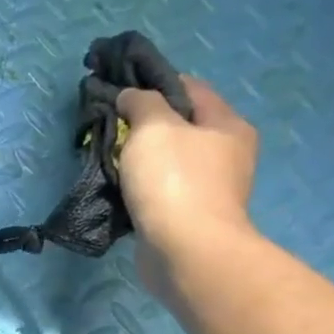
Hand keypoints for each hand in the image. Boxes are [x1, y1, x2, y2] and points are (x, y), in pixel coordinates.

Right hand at [116, 77, 259, 297]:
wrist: (186, 251)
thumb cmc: (174, 181)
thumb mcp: (153, 127)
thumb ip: (140, 103)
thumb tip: (130, 96)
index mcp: (226, 124)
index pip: (189, 87)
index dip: (154, 82)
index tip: (119, 87)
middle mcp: (226, 153)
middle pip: (180, 124)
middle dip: (143, 122)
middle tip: (108, 123)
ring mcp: (209, 187)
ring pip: (168, 158)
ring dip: (140, 156)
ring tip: (107, 155)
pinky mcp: (190, 215)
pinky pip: (161, 188)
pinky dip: (140, 184)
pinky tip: (118, 186)